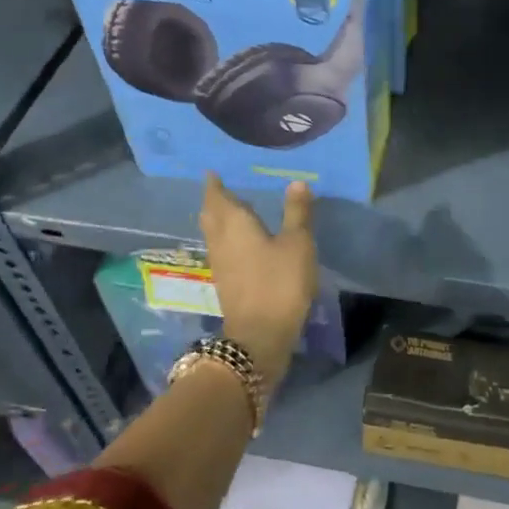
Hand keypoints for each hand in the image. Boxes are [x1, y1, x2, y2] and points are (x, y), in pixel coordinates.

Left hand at [200, 174, 317, 381]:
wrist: (260, 336)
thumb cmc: (280, 282)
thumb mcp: (297, 243)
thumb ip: (296, 212)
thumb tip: (296, 182)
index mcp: (234, 224)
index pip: (218, 197)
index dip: (214, 184)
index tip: (211, 172)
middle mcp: (220, 240)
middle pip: (211, 215)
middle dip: (214, 201)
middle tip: (221, 188)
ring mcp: (220, 263)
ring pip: (213, 233)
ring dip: (218, 220)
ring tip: (232, 210)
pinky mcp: (225, 282)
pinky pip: (221, 249)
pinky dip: (227, 238)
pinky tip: (241, 242)